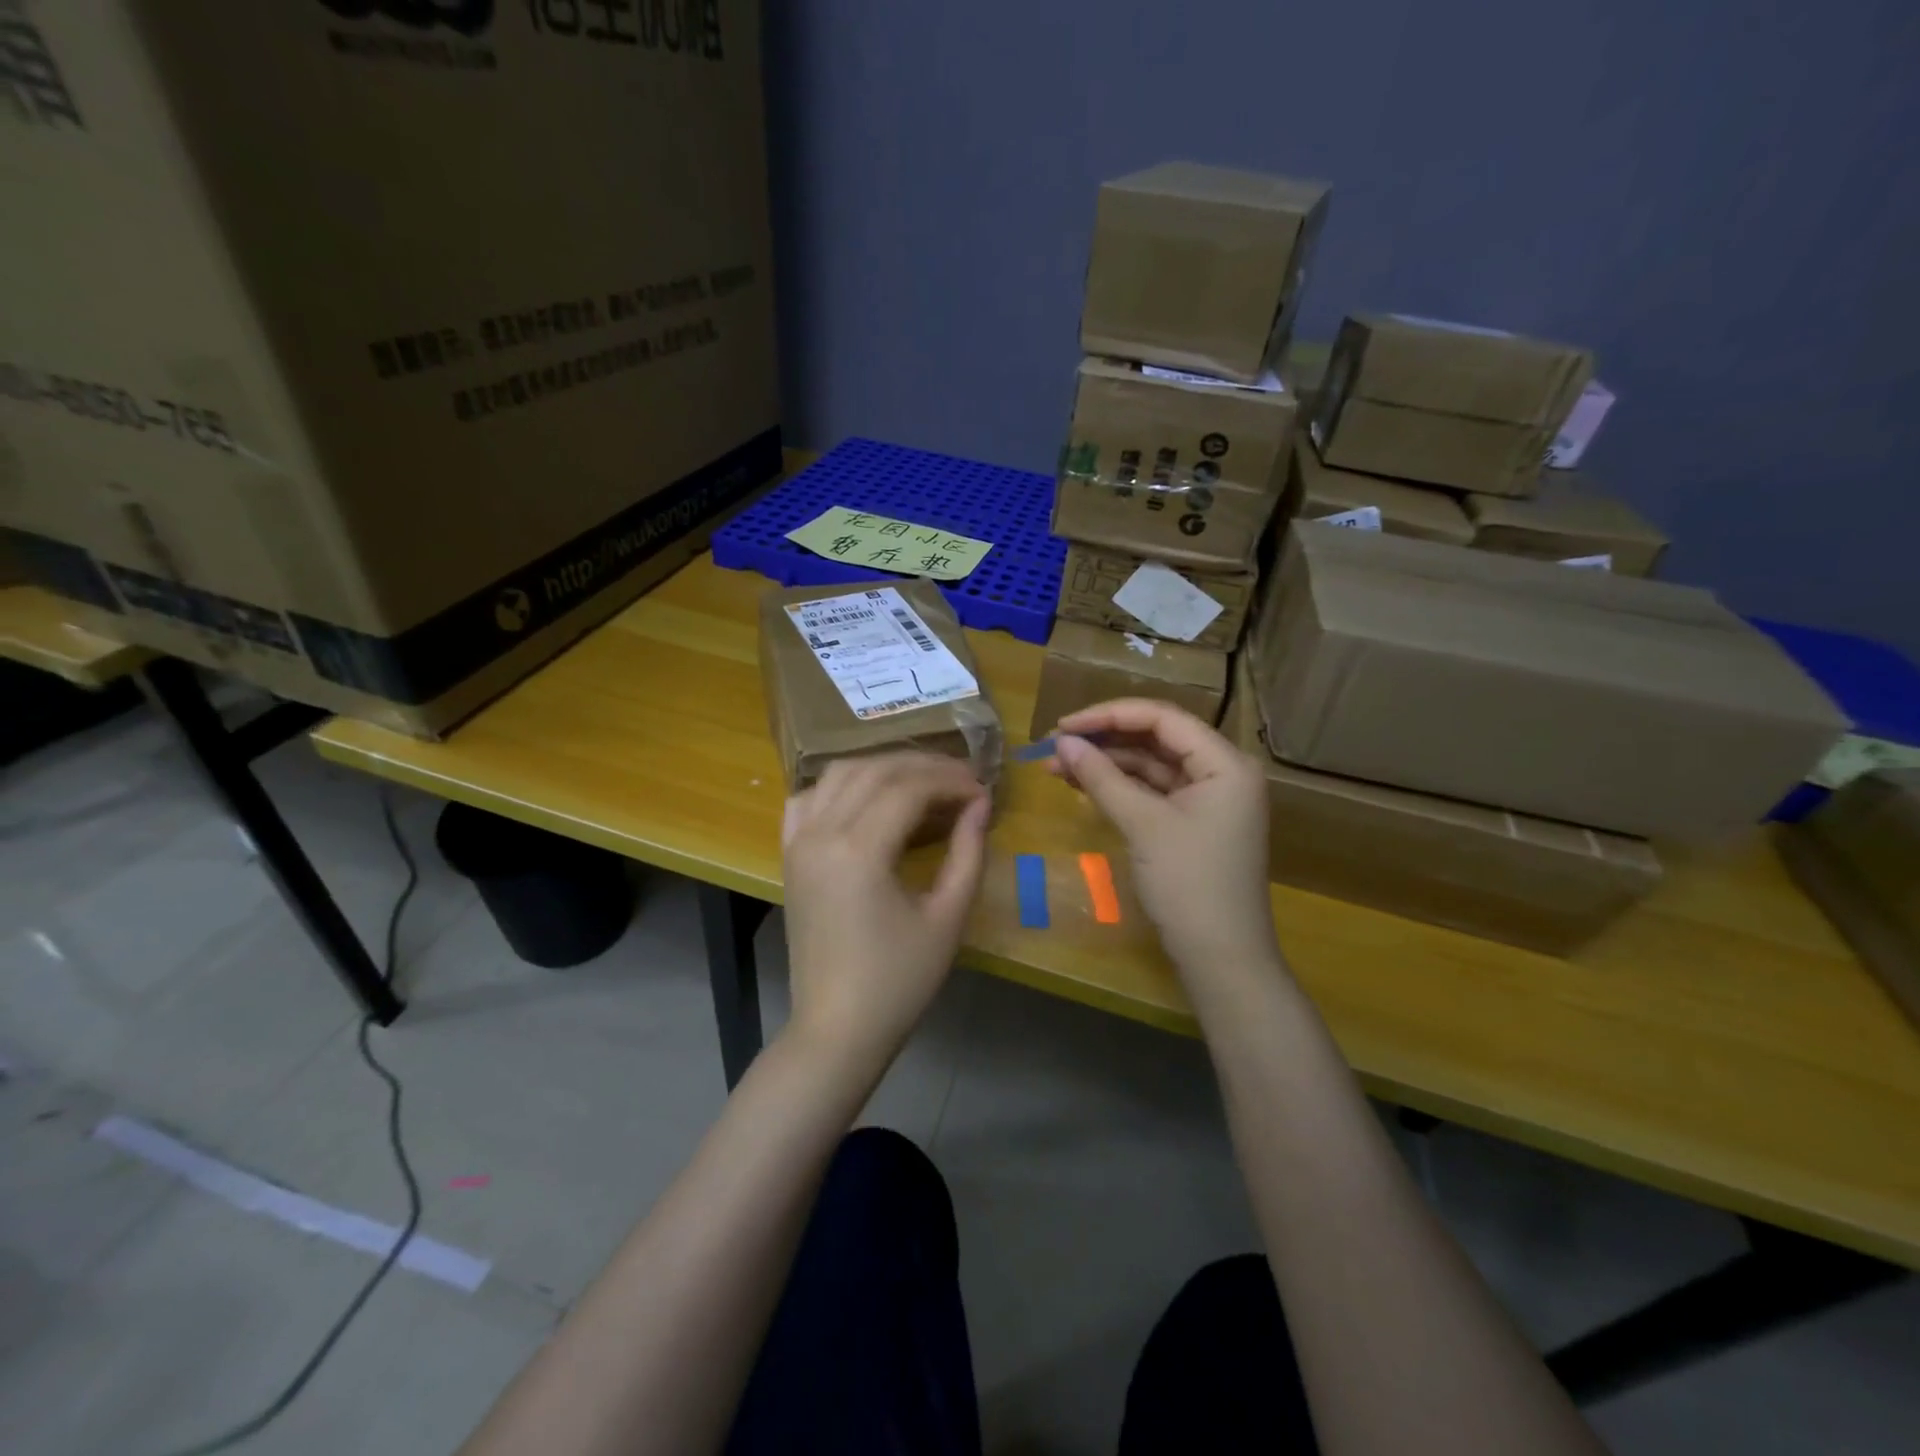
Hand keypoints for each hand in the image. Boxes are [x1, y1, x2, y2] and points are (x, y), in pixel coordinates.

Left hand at [780, 753, 990, 1076]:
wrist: (837, 1028)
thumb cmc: (899, 982)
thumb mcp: (947, 918)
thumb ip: (968, 853)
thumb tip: (980, 804)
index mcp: (859, 851)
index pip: (909, 788)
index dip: (951, 782)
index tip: (983, 792)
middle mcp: (821, 834)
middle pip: (875, 771)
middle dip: (924, 767)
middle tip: (963, 780)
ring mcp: (798, 842)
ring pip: (839, 773)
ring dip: (884, 767)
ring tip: (923, 782)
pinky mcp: (789, 856)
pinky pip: (808, 799)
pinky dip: (840, 785)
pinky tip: (866, 797)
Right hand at [1050, 699, 1282, 984]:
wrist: (1221, 957)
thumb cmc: (1189, 884)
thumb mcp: (1143, 825)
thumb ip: (1102, 777)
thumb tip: (1061, 742)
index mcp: (1225, 762)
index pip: (1163, 718)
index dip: (1109, 715)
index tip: (1063, 725)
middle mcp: (1222, 771)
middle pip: (1156, 738)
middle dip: (1104, 739)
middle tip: (1054, 744)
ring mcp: (1208, 798)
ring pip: (1150, 765)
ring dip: (1106, 763)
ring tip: (1056, 766)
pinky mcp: (1192, 821)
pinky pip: (1152, 791)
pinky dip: (1119, 787)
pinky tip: (1082, 785)